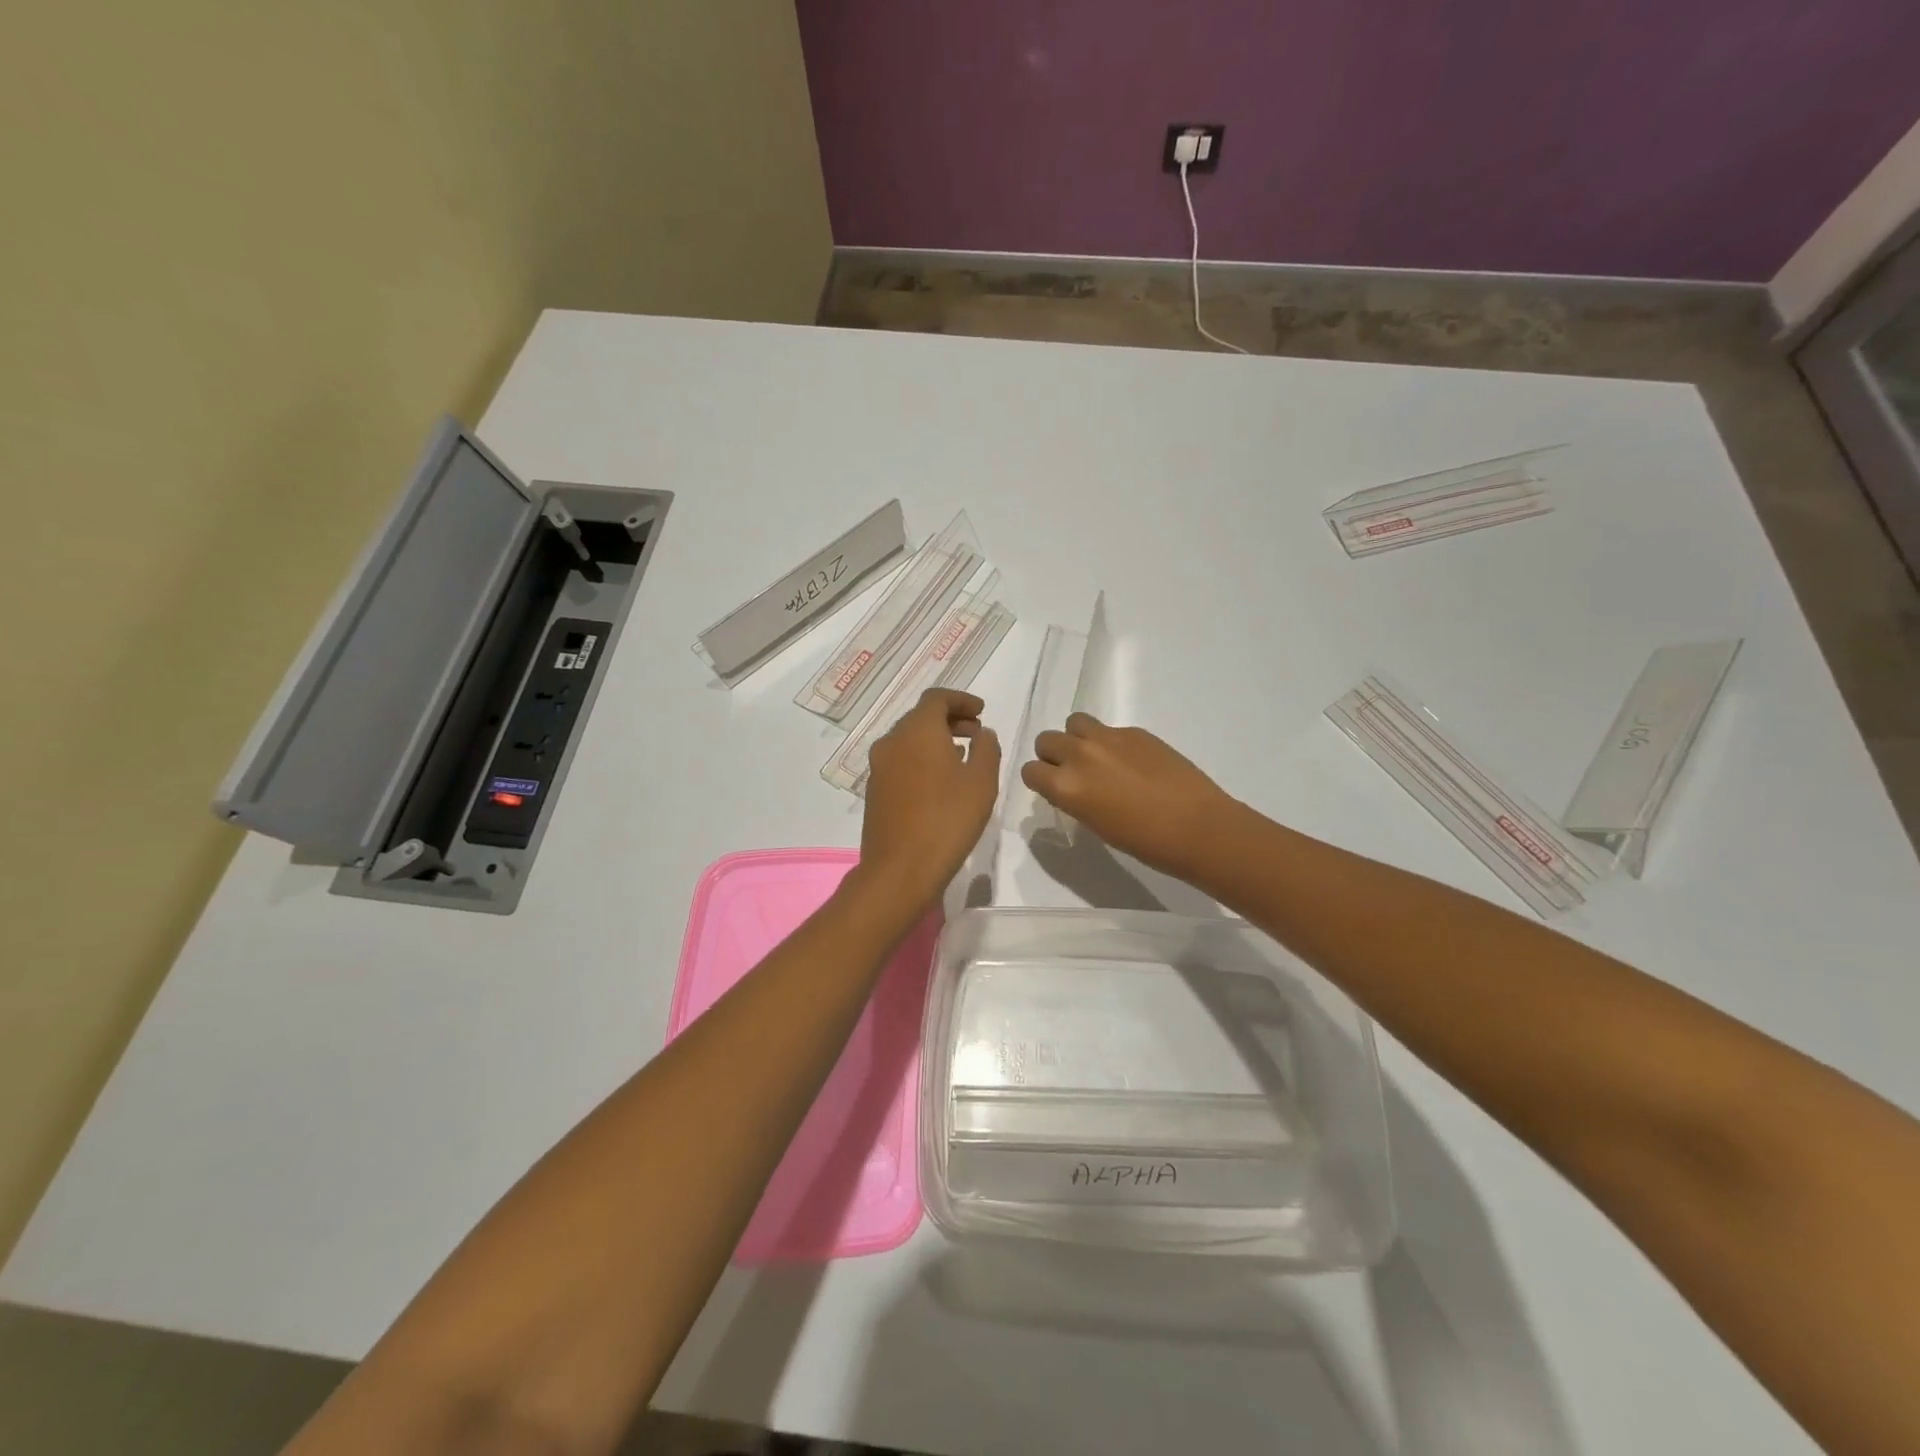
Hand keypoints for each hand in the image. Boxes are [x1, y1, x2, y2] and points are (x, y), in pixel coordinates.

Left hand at [856, 689, 1002, 910]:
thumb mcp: (981, 782)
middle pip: (920, 717)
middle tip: (976, 733)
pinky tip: (941, 781)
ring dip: (936, 740)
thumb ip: (987, 748)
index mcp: (917, 731)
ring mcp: (879, 767)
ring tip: (963, 756)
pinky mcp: (875, 790)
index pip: (937, 698)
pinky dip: (922, 759)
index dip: (961, 700)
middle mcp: (892, 741)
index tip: (982, 711)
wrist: (899, 870)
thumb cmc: (947, 821)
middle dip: (950, 719)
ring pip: (909, 740)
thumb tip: (982, 733)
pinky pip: (901, 761)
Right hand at [1021, 713, 1237, 880]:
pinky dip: (1111, 742)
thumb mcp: (1096, 824)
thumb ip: (1074, 798)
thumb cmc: (1144, 842)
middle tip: (1074, 773)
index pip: (1030, 771)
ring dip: (1078, 739)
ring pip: (1074, 723)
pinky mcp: (1135, 731)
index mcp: (1065, 786)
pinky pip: (1108, 729)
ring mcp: (1108, 738)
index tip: (1053, 788)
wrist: (1196, 826)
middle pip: (1046, 740)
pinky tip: (1132, 763)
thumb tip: (1071, 786)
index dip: (1040, 780)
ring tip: (1098, 759)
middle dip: (1054, 755)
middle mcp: (1079, 755)